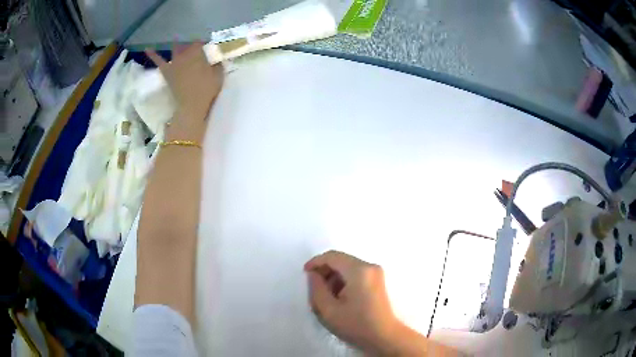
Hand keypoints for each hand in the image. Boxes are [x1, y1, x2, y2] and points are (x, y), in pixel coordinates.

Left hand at [146, 43, 223, 142]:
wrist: (192, 104)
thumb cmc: (207, 90)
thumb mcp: (218, 75)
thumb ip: (217, 65)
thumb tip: (215, 60)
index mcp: (198, 54)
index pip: (200, 43)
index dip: (202, 43)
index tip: (206, 45)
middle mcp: (186, 54)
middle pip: (188, 45)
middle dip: (191, 44)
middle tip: (195, 46)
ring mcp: (175, 62)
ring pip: (175, 49)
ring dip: (177, 43)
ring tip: (176, 37)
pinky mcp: (167, 71)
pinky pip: (159, 61)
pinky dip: (152, 54)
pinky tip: (147, 48)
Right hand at [304, 251, 404, 354]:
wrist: (384, 337)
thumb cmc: (356, 325)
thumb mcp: (328, 310)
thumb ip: (316, 288)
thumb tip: (313, 275)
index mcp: (359, 270)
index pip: (332, 256)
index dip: (316, 262)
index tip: (305, 274)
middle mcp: (370, 266)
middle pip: (341, 260)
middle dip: (325, 271)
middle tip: (315, 288)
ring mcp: (376, 273)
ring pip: (348, 267)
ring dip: (334, 277)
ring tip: (327, 296)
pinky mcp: (378, 281)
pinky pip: (356, 273)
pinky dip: (344, 281)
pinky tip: (340, 298)